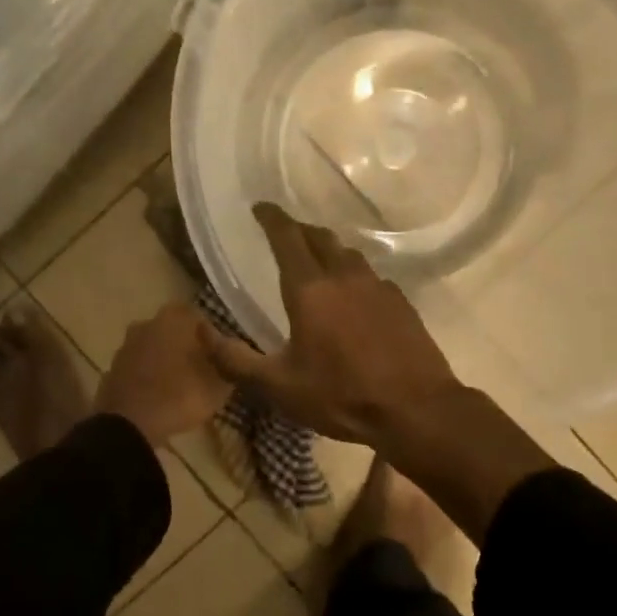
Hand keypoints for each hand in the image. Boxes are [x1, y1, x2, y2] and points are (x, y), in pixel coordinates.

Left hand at [95, 303, 233, 447]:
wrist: (129, 425)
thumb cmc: (179, 395)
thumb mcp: (217, 387)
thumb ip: (227, 369)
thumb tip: (230, 363)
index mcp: (174, 319)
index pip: (198, 317)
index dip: (210, 336)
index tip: (218, 356)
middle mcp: (147, 324)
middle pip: (172, 330)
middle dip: (186, 346)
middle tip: (200, 370)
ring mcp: (126, 347)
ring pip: (153, 348)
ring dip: (165, 362)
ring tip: (180, 386)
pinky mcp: (112, 370)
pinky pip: (137, 369)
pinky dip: (147, 378)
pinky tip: (158, 397)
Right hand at [201, 203, 462, 448]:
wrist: (416, 408)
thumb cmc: (341, 395)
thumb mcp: (279, 386)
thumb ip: (235, 359)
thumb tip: (200, 330)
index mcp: (309, 289)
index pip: (287, 237)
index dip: (271, 218)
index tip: (259, 207)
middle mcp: (344, 275)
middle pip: (319, 237)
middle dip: (298, 229)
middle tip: (284, 232)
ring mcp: (377, 285)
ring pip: (347, 253)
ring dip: (327, 249)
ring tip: (316, 259)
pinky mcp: (400, 301)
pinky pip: (370, 275)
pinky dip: (353, 273)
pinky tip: (353, 295)